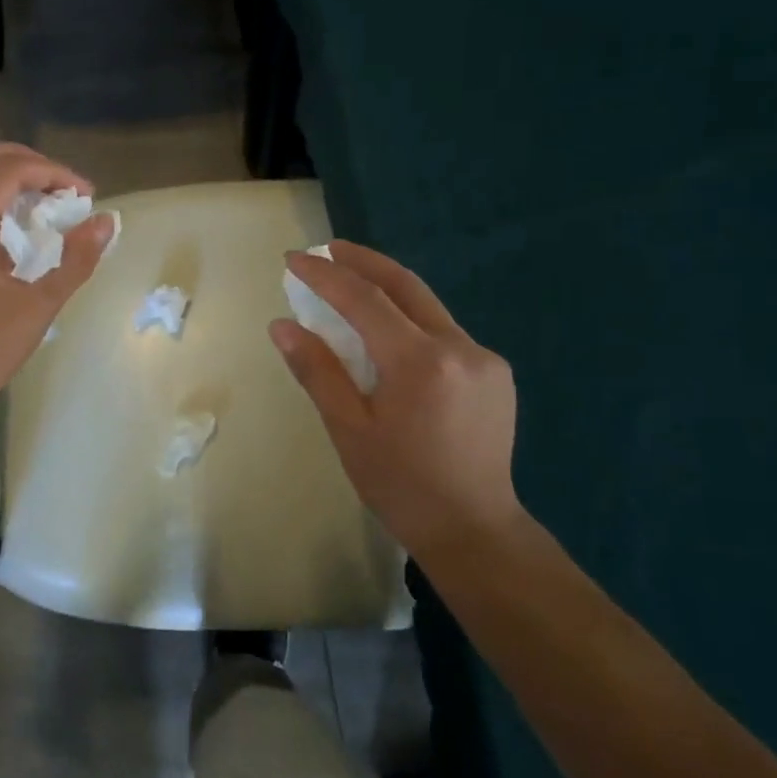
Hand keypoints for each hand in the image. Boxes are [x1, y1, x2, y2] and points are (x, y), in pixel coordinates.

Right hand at [270, 241, 522, 555]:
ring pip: (427, 307)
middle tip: (326, 249)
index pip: (364, 299)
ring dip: (387, 289)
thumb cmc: (399, 485)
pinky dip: (410, 320)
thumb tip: (282, 325)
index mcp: (420, 362)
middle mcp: (460, 347)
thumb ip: (317, 371)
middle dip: (362, 261)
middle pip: (405, 285)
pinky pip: (444, 331)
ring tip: (350, 284)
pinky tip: (389, 333)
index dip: (325, 275)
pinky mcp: (495, 372)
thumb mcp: (348, 430)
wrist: (473, 528)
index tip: (294, 259)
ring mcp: (484, 357)